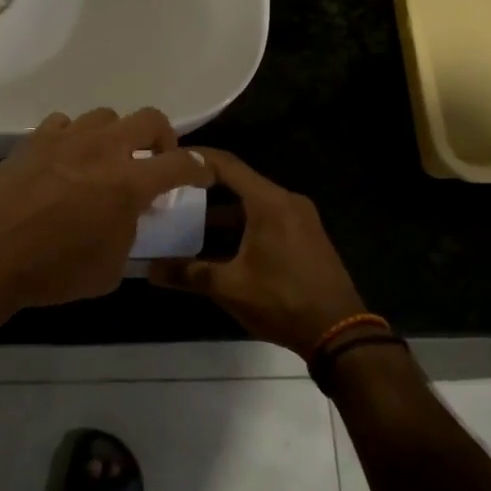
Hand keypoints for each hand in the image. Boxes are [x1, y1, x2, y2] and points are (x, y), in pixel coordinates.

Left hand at [0, 107, 211, 324]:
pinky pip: (64, 124)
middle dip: (162, 138)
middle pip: (149, 119)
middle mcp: (103, 150)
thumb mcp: (108, 270)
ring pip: (105, 116)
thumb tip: (128, 219)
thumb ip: (129, 236)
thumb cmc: (51, 273)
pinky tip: (65, 160)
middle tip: (155, 161)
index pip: (181, 164)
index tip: (202, 175)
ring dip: (115, 136)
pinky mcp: (33, 140)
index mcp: (129, 183)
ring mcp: (66, 139)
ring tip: (106, 160)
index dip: (200, 168)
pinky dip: (74, 138)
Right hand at [148, 149, 366, 356]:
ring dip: (221, 212)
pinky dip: (241, 225)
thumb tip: (150, 269)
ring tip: (185, 221)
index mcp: (269, 202)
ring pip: (252, 204)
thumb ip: (188, 273)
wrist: (340, 332)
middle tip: (169, 193)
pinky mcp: (305, 236)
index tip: (167, 158)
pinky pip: (266, 218)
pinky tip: (217, 244)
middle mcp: (287, 200)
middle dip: (203, 189)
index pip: (226, 165)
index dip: (196, 158)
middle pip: (239, 183)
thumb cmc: (282, 301)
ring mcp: (300, 218)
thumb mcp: (230, 287)